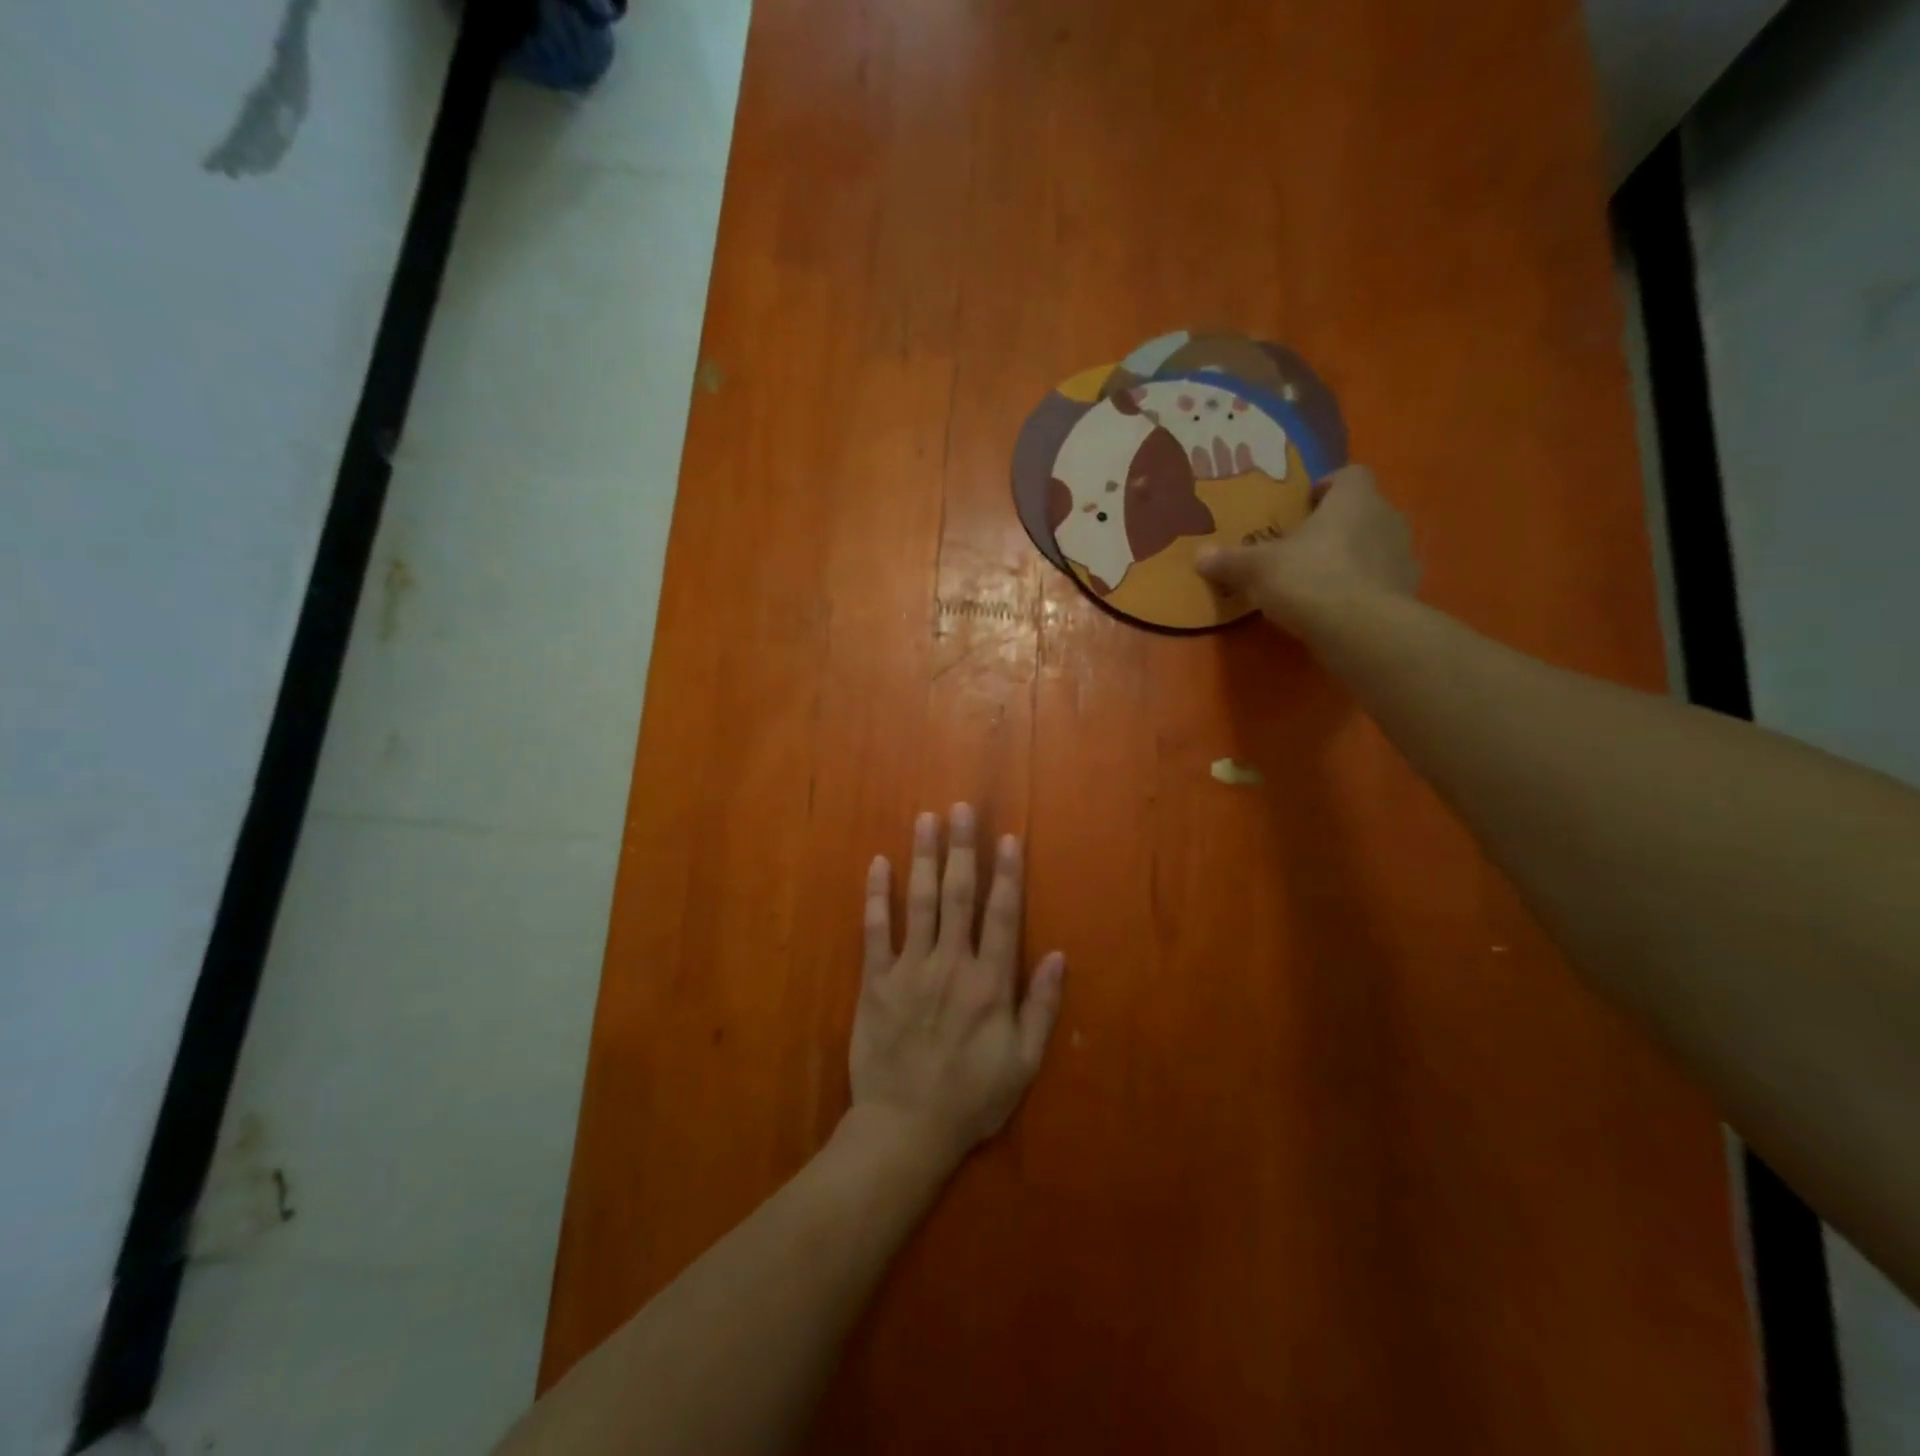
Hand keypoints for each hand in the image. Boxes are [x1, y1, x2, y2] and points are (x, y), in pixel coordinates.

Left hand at [849, 805, 1065, 1169]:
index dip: (1007, 874)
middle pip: (959, 895)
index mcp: (989, 983)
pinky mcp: (876, 981)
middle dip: (962, 849)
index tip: (1007, 838)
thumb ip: (1041, 1007)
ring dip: (923, 858)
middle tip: (961, 809)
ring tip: (925, 819)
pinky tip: (876, 864)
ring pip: (919, 902)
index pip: (1003, 915)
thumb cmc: (971, 1098)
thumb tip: (1059, 955)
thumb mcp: (1022, 1063)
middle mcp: (951, 964)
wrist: (905, 1129)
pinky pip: (875, 930)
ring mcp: (910, 970)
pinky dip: (876, 896)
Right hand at [1196, 464, 1419, 632]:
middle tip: (1303, 548)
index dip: (1327, 487)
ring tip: (1320, 580)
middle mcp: (1387, 517)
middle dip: (1336, 525)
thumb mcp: (1257, 569)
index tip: (1305, 507)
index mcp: (1353, 499)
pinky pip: (1383, 581)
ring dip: (1353, 557)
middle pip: (1363, 511)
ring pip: (1376, 545)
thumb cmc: (1309, 579)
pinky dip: (1364, 588)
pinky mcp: (1409, 591)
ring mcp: (1403, 555)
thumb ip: (1230, 561)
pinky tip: (1339, 608)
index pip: (1349, 475)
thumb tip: (1199, 556)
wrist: (1361, 629)